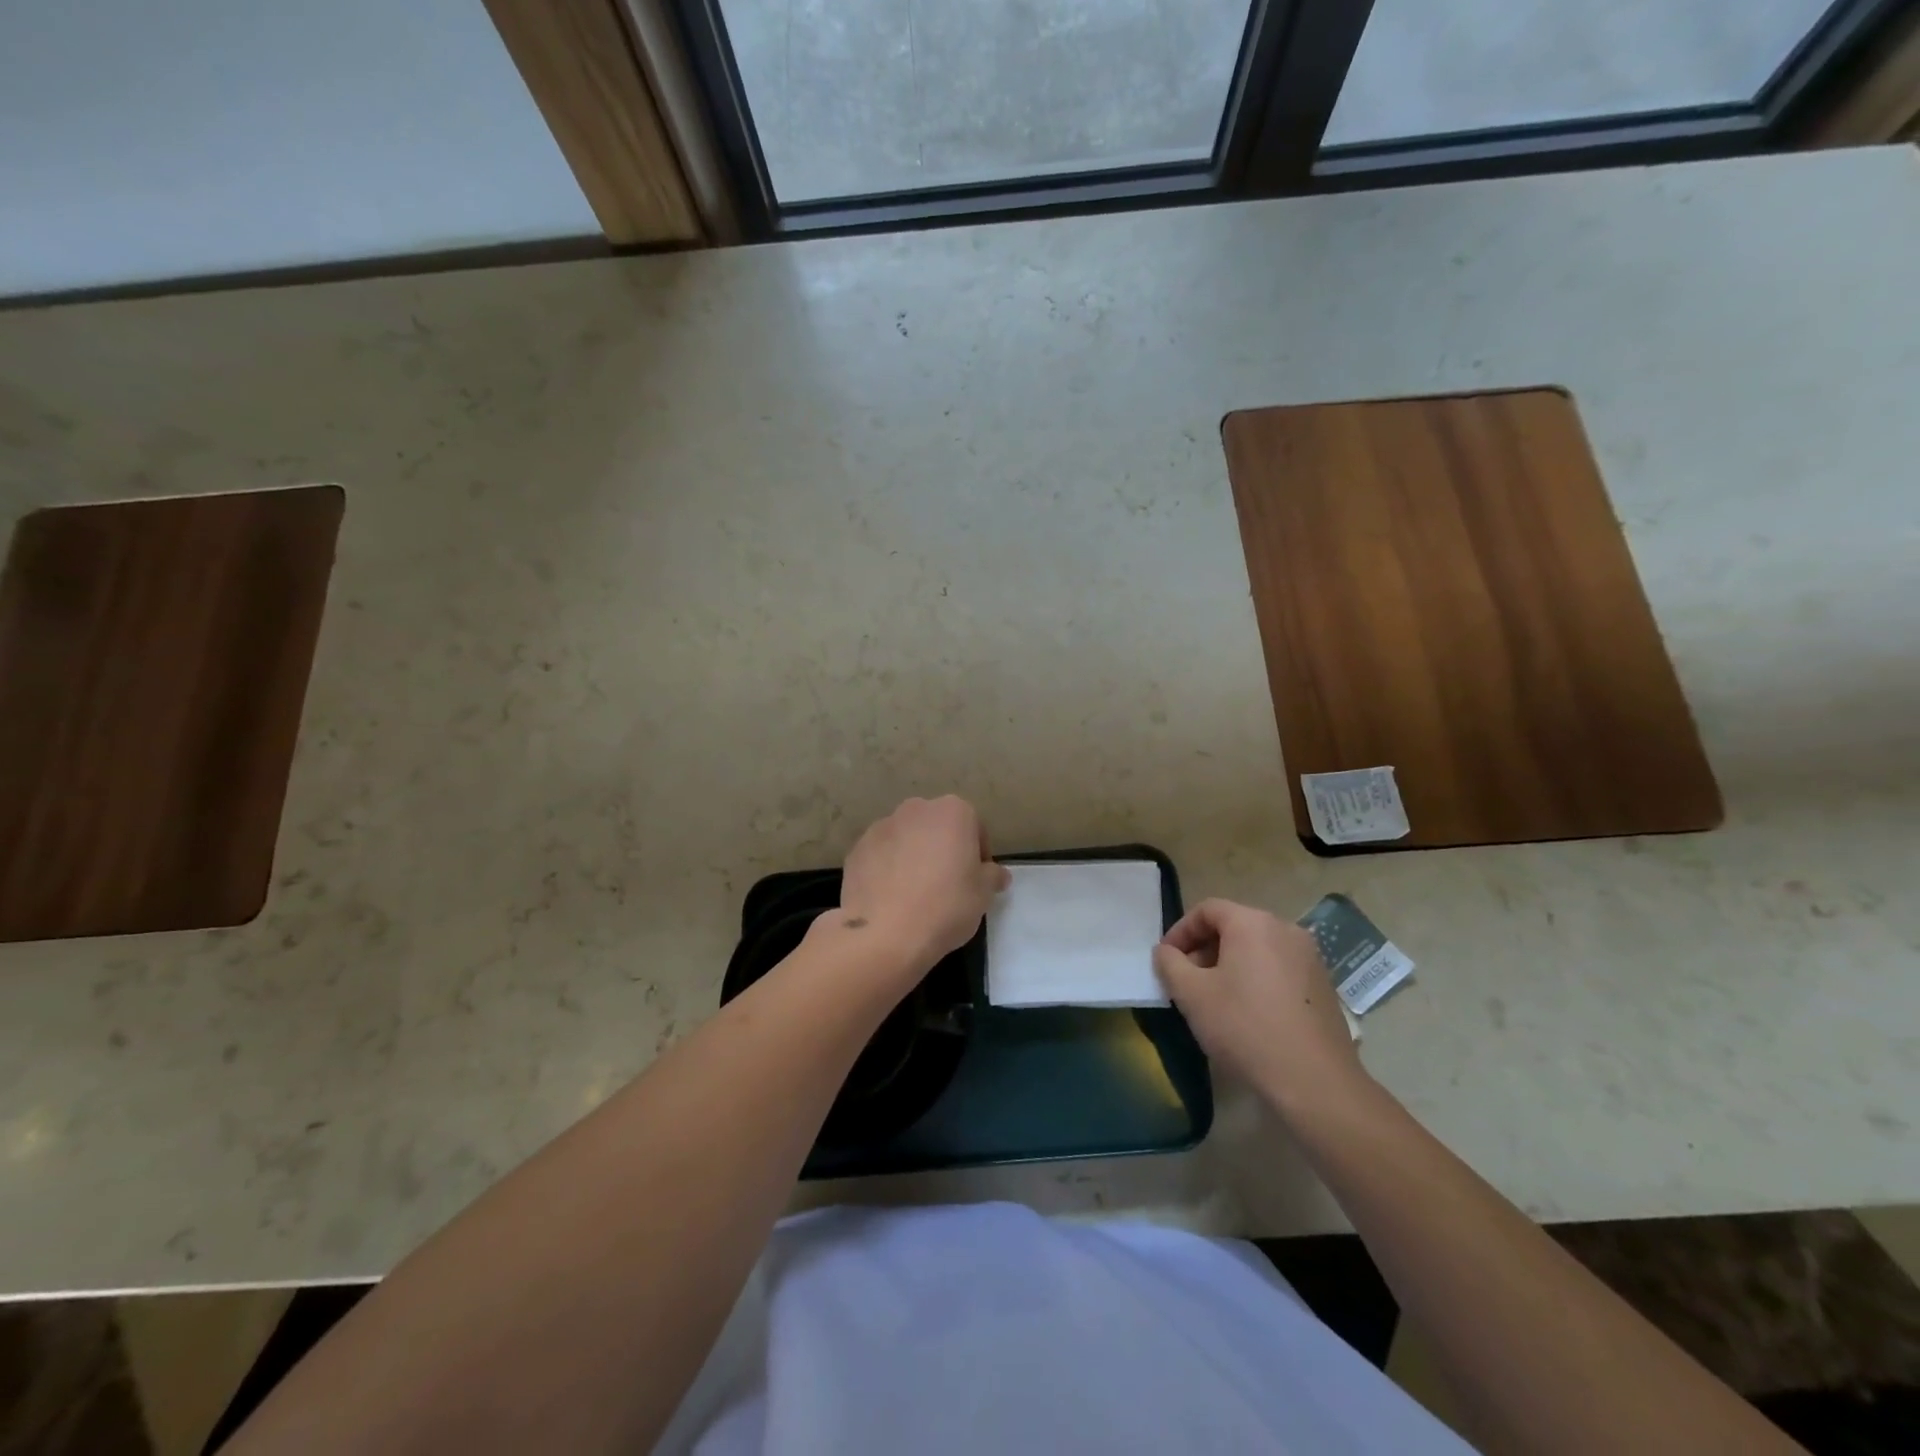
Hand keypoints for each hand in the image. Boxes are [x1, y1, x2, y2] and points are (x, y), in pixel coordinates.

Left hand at [837, 796, 1009, 974]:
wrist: (886, 933)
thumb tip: (996, 874)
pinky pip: (881, 855)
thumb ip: (992, 876)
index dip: (978, 854)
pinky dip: (887, 869)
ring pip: (907, 839)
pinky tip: (891, 898)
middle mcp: (916, 809)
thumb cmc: (946, 906)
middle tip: (947, 885)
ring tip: (915, 893)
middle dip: (943, 849)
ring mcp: (881, 827)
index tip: (975, 880)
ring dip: (914, 856)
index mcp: (952, 811)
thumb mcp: (983, 894)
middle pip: (937, 828)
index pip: (974, 828)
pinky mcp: (857, 849)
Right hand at [1153, 899, 1368, 1116]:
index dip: (1180, 931)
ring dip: (1229, 966)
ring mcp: (1310, 958)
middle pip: (1234, 927)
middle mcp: (1286, 930)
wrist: (1315, 1083)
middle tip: (1186, 982)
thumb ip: (1170, 964)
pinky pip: (1279, 970)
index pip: (1207, 910)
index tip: (1166, 959)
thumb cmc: (1245, 1028)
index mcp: (1253, 923)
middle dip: (1204, 950)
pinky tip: (1248, 1015)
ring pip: (1257, 949)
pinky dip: (1256, 980)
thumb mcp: (1191, 995)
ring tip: (1214, 1000)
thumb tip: (1165, 952)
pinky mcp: (1324, 987)